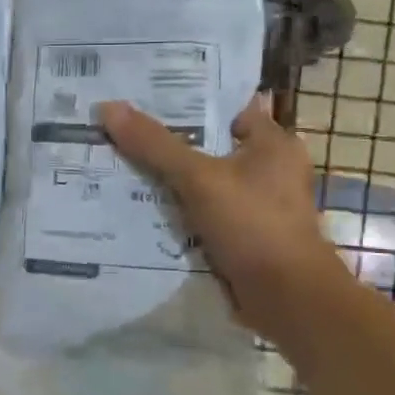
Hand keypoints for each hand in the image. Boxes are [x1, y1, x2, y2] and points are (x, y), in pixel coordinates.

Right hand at [96, 93, 347, 340]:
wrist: (287, 300)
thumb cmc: (253, 225)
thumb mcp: (199, 178)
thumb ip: (155, 144)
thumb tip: (108, 107)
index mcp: (272, 143)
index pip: (224, 107)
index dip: (185, 99)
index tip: (142, 94)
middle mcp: (268, 169)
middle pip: (208, 145)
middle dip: (166, 141)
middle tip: (118, 127)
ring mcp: (254, 205)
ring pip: (201, 181)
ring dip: (167, 179)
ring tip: (117, 161)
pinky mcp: (241, 235)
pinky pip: (200, 212)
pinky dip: (175, 210)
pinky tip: (137, 205)